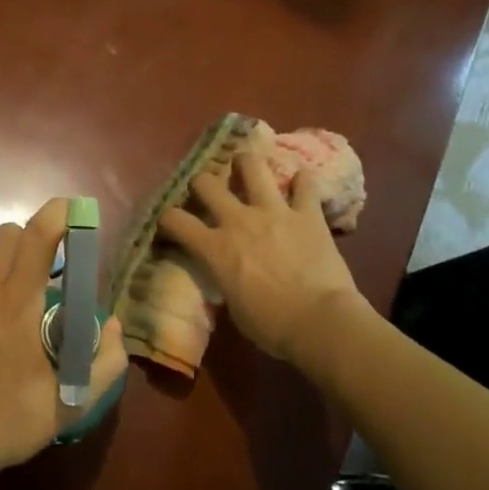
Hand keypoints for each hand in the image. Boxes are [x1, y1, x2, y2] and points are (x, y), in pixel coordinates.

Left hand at [0, 198, 127, 481]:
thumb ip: (105, 361)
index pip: (37, 238)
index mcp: (19, 305)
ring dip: (2, 256)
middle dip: (32, 239)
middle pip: (7, 234)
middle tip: (47, 268)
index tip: (73, 211)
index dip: (57, 215)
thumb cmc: (13, 419)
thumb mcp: (73, 402)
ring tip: (13, 286)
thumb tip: (112, 326)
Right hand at [157, 154, 373, 370]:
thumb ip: (225, 277)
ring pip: (252, 166)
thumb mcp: (233, 305)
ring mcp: (274, 211)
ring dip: (247, 164)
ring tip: (247, 166)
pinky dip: (303, 182)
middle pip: (206, 182)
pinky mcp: (307, 213)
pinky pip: (306, 184)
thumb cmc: (272, 326)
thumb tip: (227, 271)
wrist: (321, 322)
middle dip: (202, 183)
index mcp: (215, 248)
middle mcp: (238, 220)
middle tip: (208, 190)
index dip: (168, 218)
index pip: (175, 220)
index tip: (170, 223)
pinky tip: (301, 183)